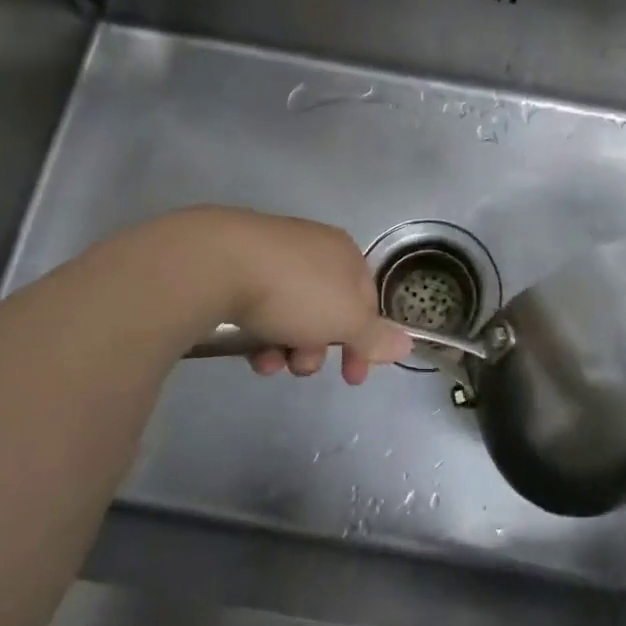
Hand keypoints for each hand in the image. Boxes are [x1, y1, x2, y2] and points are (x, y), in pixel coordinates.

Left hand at [197, 209, 410, 383]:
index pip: (368, 301)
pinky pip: (262, 305)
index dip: (365, 342)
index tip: (354, 377)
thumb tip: (407, 344)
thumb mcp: (346, 320)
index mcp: (345, 254)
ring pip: (294, 311)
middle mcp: (314, 248)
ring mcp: (275, 254)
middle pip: (329, 309)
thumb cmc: (295, 291)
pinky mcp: (239, 265)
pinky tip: (251, 351)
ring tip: (271, 363)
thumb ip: (375, 336)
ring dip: (289, 346)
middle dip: (321, 347)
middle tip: (304, 368)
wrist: (218, 262)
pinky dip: (262, 332)